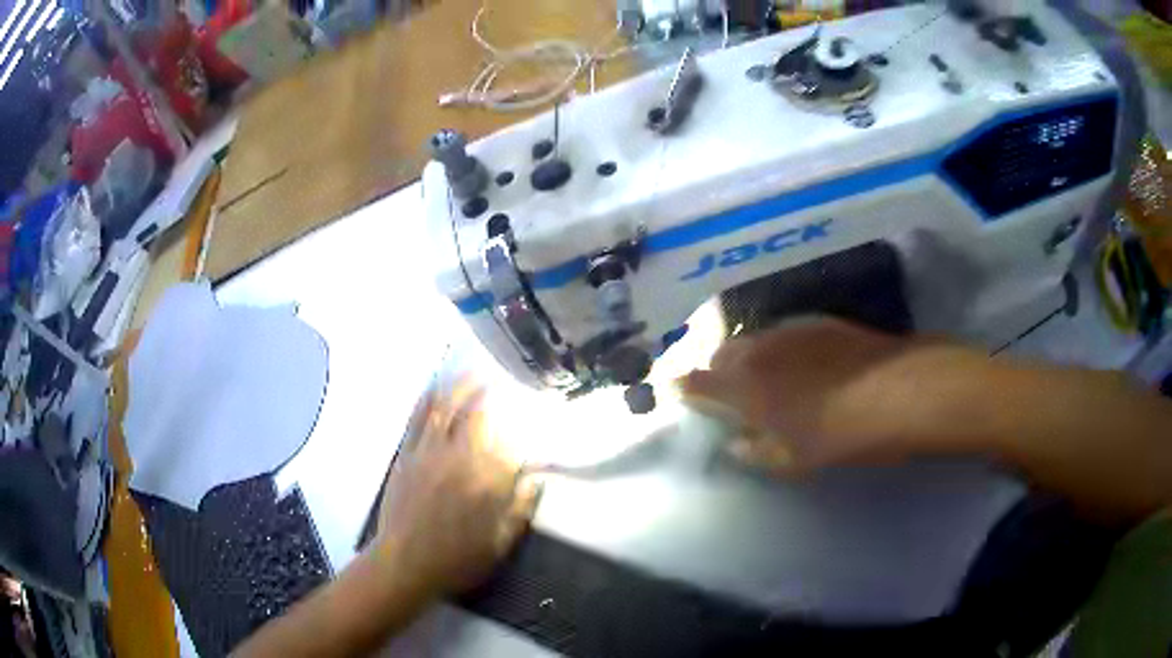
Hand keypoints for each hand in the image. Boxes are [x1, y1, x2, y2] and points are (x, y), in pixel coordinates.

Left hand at [374, 377, 538, 594]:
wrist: (405, 564)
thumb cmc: (457, 560)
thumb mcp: (500, 545)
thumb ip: (521, 510)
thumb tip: (537, 480)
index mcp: (487, 482)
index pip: (509, 443)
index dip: (520, 426)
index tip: (528, 415)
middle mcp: (459, 459)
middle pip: (477, 416)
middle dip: (489, 394)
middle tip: (498, 380)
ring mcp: (429, 454)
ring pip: (446, 410)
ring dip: (459, 387)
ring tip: (471, 371)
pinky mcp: (406, 456)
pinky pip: (417, 421)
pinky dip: (427, 400)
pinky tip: (434, 387)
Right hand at [677, 317, 987, 470]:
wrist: (900, 391)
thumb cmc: (842, 435)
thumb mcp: (796, 459)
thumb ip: (757, 451)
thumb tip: (735, 444)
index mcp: (746, 388)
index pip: (697, 381)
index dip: (683, 386)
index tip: (675, 389)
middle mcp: (760, 351)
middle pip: (722, 352)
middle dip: (716, 369)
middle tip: (727, 390)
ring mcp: (790, 331)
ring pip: (753, 338)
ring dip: (748, 355)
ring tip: (765, 376)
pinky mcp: (819, 322)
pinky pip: (784, 332)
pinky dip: (778, 347)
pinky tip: (800, 362)